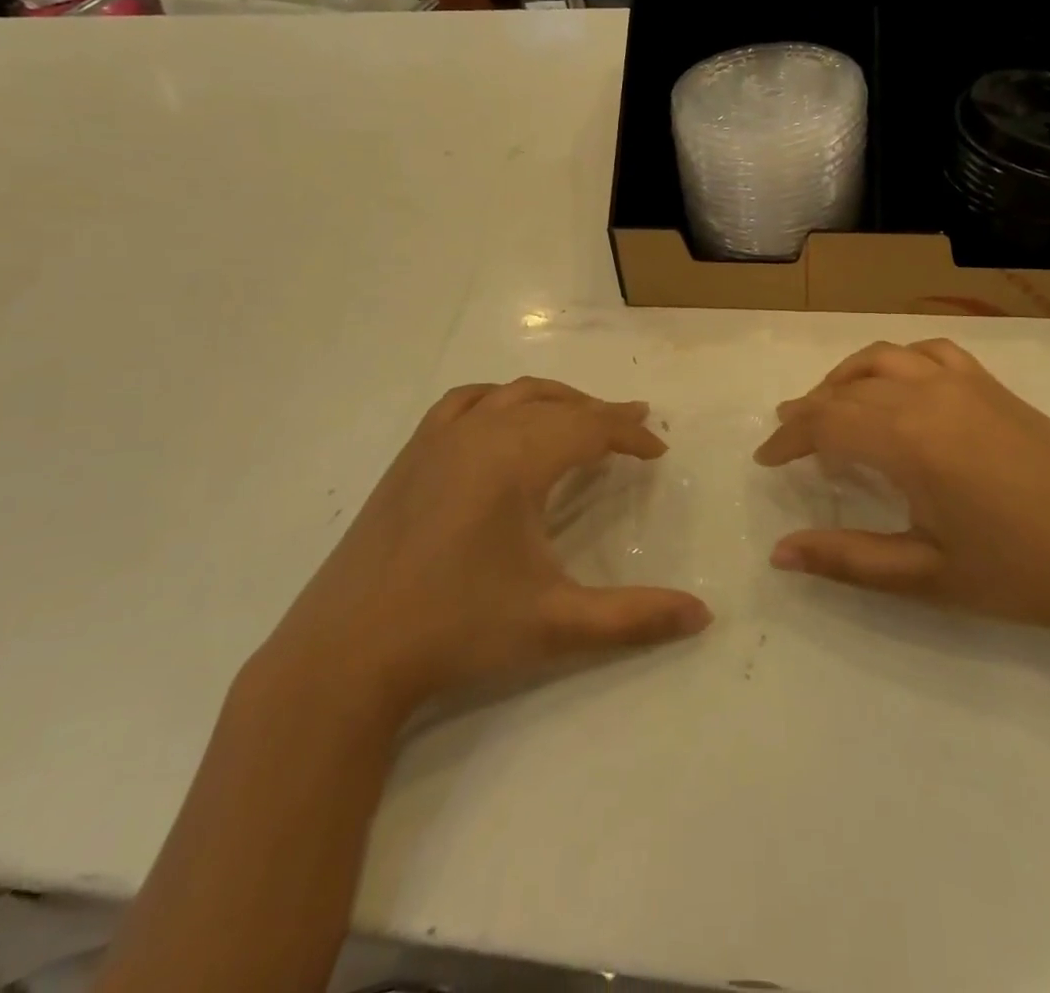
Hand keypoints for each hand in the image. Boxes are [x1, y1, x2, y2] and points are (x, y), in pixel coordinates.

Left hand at [269, 378, 711, 705]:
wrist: (345, 655)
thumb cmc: (456, 632)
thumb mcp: (556, 624)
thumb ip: (635, 616)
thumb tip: (704, 615)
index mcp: (515, 460)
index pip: (589, 427)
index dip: (630, 434)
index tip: (659, 450)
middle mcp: (478, 433)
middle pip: (555, 404)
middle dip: (600, 413)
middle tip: (635, 429)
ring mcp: (437, 439)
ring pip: (511, 394)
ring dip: (555, 400)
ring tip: (582, 419)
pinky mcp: (410, 456)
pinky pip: (465, 403)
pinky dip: (499, 400)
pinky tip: (503, 420)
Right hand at [756, 340, 1049, 637]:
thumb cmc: (1022, 572)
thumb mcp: (926, 576)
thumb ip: (847, 560)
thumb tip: (779, 554)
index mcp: (908, 440)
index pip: (825, 423)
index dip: (787, 439)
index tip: (765, 460)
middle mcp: (928, 395)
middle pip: (846, 390)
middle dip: (807, 412)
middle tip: (786, 440)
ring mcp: (963, 382)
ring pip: (882, 360)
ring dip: (844, 379)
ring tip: (828, 407)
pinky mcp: (991, 385)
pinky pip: (928, 353)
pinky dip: (895, 362)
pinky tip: (896, 386)